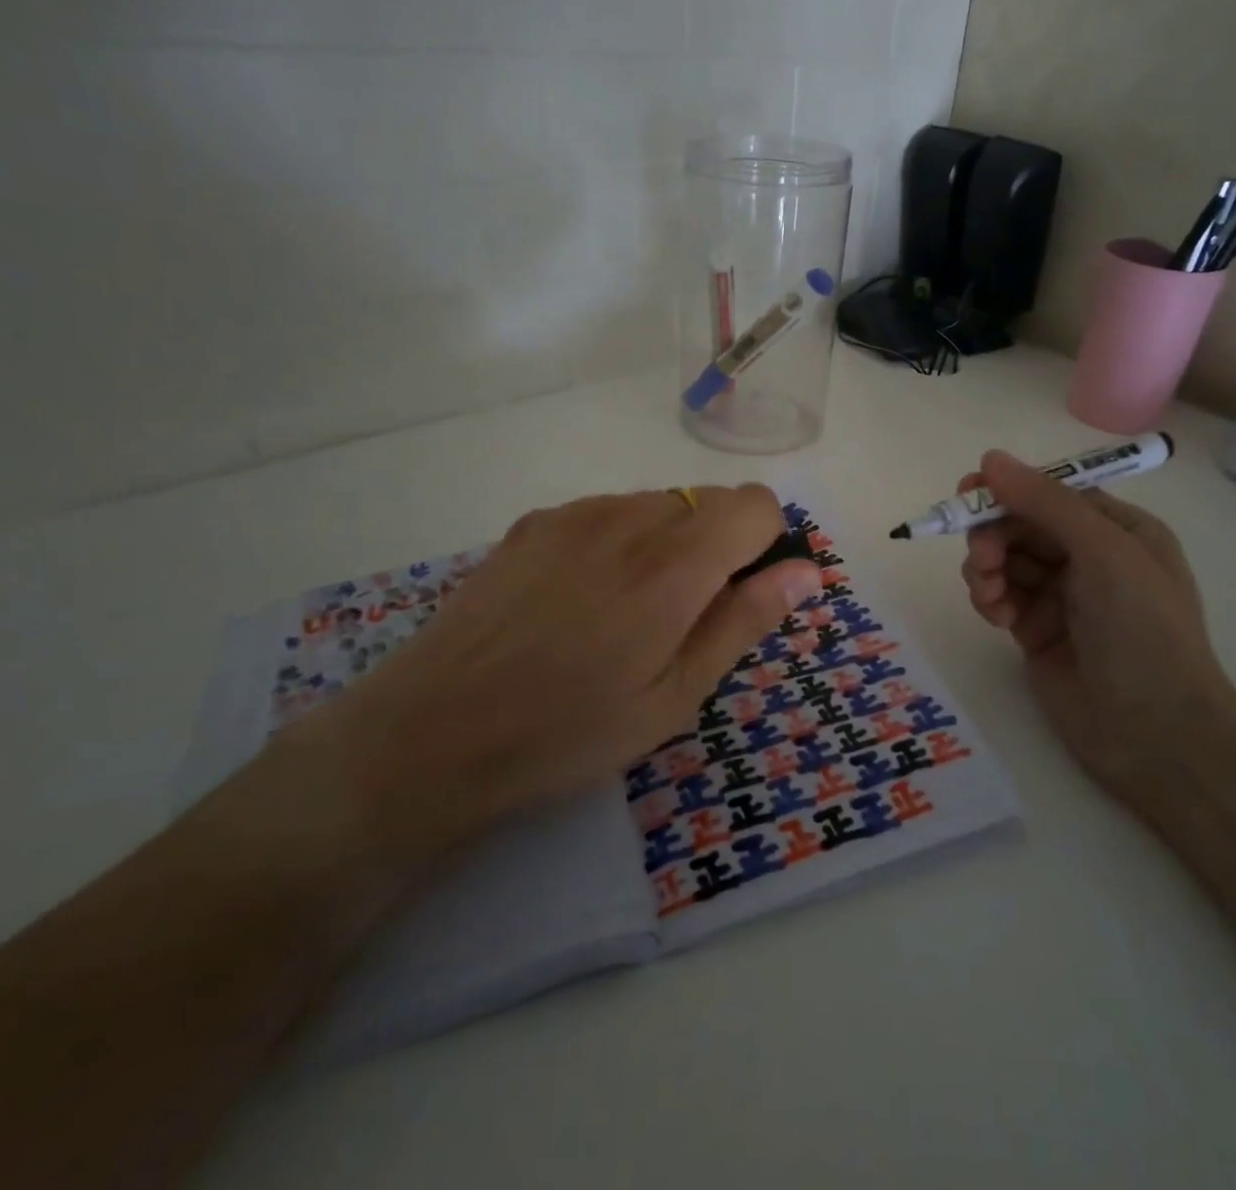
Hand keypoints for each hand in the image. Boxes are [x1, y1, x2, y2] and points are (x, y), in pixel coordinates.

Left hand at [288, 485, 818, 867]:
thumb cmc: (569, 731)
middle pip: (708, 501)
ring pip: (656, 505)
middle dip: (717, 548)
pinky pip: (605, 514)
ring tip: (623, 616)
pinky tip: (577, 603)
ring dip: (666, 544)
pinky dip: (618, 543)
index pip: (756, 503)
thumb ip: (745, 620)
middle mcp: (627, 516)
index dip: (766, 545)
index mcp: (674, 560)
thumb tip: (805, 570)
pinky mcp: (532, 522)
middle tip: (682, 621)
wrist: (431, 733)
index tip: (743, 596)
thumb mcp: (675, 696)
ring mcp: (573, 513)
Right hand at [960, 450, 1235, 803]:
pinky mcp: (1035, 630)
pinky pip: (999, 596)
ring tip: (990, 595)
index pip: (1050, 494)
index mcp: (1116, 530)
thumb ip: (1045, 502)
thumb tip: (989, 458)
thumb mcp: (1103, 552)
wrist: (1156, 733)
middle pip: (1019, 525)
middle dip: (993, 536)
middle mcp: (1087, 557)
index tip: (967, 494)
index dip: (1008, 491)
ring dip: (986, 570)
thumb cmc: (1143, 631)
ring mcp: (1060, 596)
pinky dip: (989, 599)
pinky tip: (996, 618)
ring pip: (1003, 560)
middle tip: (982, 559)